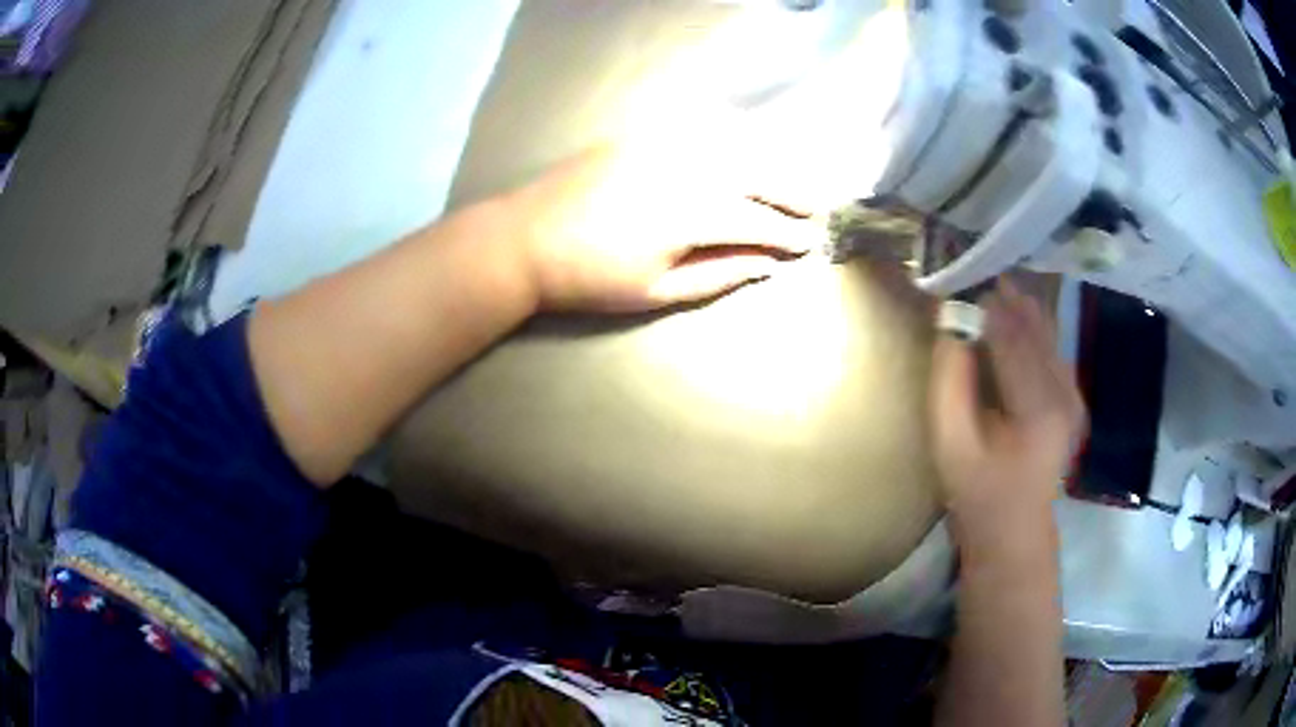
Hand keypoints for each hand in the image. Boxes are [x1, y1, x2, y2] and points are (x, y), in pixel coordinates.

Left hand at [504, 143, 816, 312]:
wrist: (525, 239)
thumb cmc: (590, 277)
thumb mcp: (656, 291)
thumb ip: (717, 275)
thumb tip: (766, 266)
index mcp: (692, 213)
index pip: (757, 221)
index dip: (787, 234)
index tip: (809, 244)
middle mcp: (687, 168)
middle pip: (756, 175)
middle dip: (791, 193)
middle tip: (814, 210)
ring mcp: (664, 144)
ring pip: (734, 147)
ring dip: (769, 164)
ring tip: (789, 183)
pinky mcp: (643, 134)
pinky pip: (700, 130)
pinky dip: (732, 140)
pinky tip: (745, 150)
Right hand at [929, 279, 1086, 541]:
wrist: (1015, 530)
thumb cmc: (977, 492)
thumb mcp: (951, 442)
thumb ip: (950, 380)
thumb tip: (950, 324)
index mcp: (1038, 407)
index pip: (1011, 336)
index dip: (985, 302)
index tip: (960, 275)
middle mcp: (1065, 393)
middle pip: (1035, 327)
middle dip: (1005, 296)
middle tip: (975, 270)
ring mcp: (1074, 395)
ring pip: (1047, 334)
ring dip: (1020, 308)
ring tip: (991, 285)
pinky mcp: (1074, 399)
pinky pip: (1052, 349)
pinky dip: (1032, 327)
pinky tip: (1014, 317)